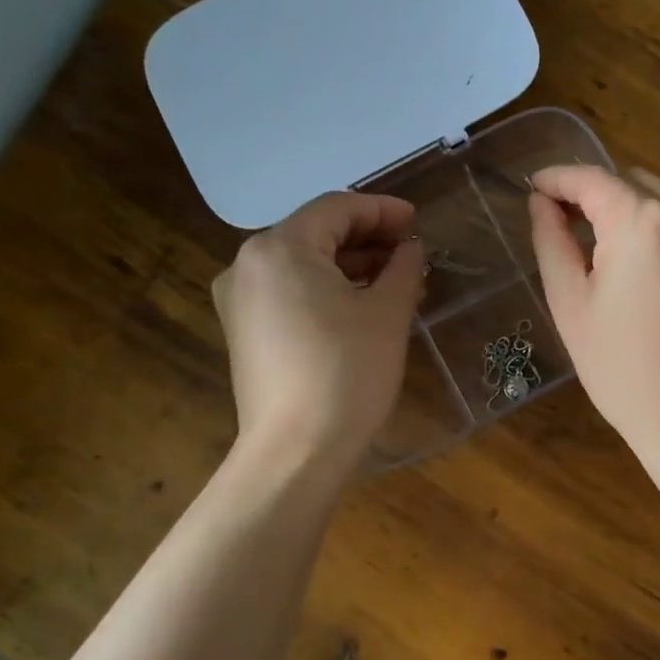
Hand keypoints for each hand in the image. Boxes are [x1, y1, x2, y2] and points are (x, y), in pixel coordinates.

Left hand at [211, 192, 423, 467]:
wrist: (296, 451)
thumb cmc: (347, 373)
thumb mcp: (387, 314)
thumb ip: (403, 268)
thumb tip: (409, 249)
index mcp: (280, 248)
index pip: (337, 208)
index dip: (383, 210)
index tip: (419, 222)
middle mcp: (248, 264)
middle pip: (316, 233)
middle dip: (368, 239)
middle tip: (411, 253)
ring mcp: (240, 300)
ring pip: (303, 264)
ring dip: (350, 266)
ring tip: (396, 281)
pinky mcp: (244, 331)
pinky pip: (290, 292)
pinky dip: (326, 289)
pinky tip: (361, 306)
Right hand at [527, 165, 659, 450]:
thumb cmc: (621, 368)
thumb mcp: (571, 305)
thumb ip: (552, 241)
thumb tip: (543, 202)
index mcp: (641, 222)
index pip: (592, 178)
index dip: (559, 178)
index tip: (538, 187)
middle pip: (636, 185)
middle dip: (603, 201)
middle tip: (578, 235)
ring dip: (643, 222)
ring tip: (626, 269)